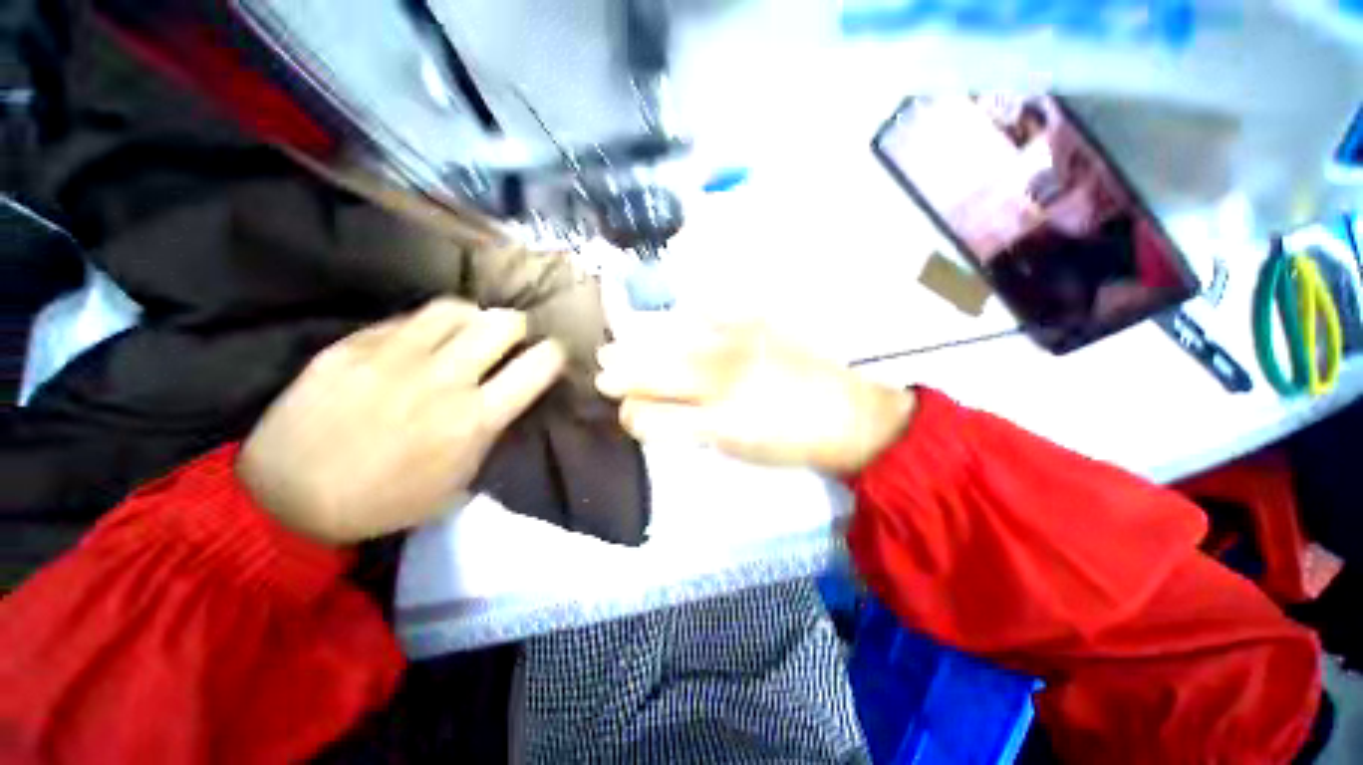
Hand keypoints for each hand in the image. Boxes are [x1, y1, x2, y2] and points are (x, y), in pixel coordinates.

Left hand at [238, 299, 565, 543]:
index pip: (539, 365)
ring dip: (474, 317)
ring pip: (457, 309)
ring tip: (467, 330)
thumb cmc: (385, 502)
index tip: (550, 354)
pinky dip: (426, 326)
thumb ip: (490, 436)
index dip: (554, 353)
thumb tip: (505, 401)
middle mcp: (445, 379)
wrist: (289, 500)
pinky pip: (406, 319)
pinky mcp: (352, 347)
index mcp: (476, 419)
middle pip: (503, 323)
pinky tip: (418, 341)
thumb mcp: (459, 483)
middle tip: (510, 337)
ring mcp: (396, 357)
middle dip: (518, 326)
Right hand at [595, 322, 913, 473]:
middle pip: (657, 374)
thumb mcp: (740, 452)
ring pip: (674, 342)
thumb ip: (697, 432)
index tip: (625, 412)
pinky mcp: (758, 325)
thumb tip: (663, 415)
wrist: (849, 414)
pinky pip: (713, 310)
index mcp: (718, 423)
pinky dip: (688, 311)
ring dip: (640, 343)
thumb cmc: (792, 442)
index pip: (655, 417)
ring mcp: (739, 348)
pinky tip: (672, 312)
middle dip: (623, 374)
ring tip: (617, 342)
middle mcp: (722, 382)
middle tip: (601, 368)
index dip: (632, 416)